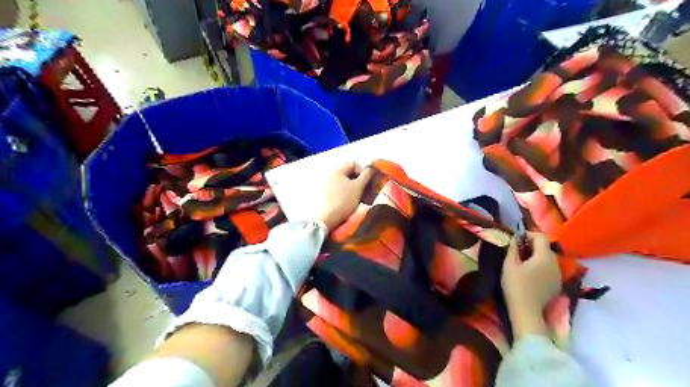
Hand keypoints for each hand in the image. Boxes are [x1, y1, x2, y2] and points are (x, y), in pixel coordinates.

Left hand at [315, 161, 375, 230]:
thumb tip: (371, 168)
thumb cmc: (343, 201)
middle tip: (364, 191)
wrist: (326, 219)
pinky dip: (345, 192)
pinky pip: (337, 188)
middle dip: (358, 180)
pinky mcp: (323, 193)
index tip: (367, 183)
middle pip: (348, 172)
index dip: (363, 171)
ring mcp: (325, 183)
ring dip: (352, 187)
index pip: (353, 163)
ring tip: (357, 198)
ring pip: (343, 181)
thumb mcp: (358, 187)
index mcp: (337, 169)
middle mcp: (329, 173)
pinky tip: (347, 201)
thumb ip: (366, 175)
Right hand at [499, 232, 563, 337]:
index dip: (528, 235)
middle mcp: (555, 263)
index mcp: (544, 257)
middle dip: (532, 245)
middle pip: (545, 247)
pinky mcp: (557, 284)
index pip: (541, 236)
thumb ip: (513, 248)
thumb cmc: (515, 286)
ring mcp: (558, 275)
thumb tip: (516, 238)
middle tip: (517, 251)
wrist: (526, 312)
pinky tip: (530, 274)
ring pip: (548, 258)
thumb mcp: (509, 265)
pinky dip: (541, 266)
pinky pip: (550, 269)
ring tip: (522, 262)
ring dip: (536, 256)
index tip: (516, 240)